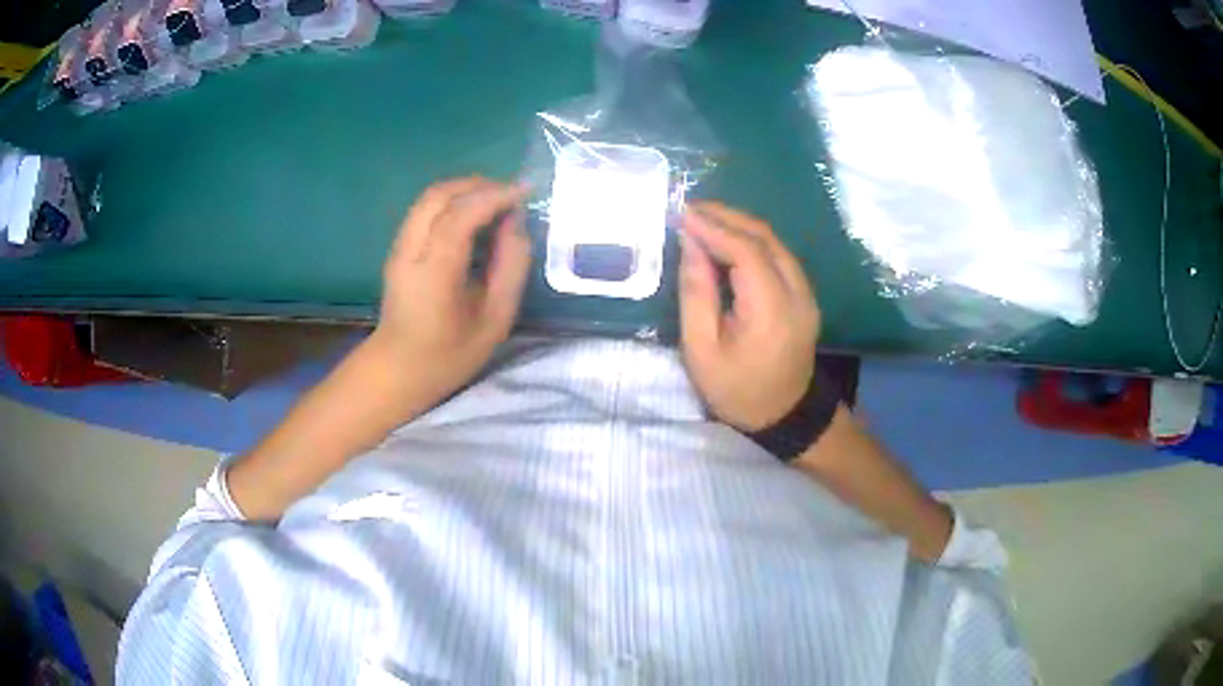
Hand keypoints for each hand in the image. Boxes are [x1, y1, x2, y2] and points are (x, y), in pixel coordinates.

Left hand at [369, 176, 531, 407]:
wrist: (397, 370)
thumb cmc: (449, 355)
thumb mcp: (495, 320)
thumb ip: (511, 268)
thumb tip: (516, 224)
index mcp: (433, 272)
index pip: (461, 215)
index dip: (495, 196)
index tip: (526, 192)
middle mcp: (410, 250)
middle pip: (439, 195)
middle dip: (479, 185)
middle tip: (512, 194)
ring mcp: (399, 247)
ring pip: (430, 197)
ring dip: (465, 190)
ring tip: (497, 201)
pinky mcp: (399, 248)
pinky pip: (426, 209)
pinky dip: (453, 201)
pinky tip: (475, 215)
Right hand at [678, 202, 820, 431]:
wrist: (785, 414)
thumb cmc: (737, 390)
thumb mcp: (702, 350)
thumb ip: (696, 294)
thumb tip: (690, 244)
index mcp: (772, 310)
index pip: (745, 252)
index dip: (713, 228)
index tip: (681, 214)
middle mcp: (797, 293)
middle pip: (764, 238)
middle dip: (726, 217)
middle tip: (689, 209)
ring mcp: (806, 292)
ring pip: (774, 242)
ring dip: (738, 224)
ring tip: (703, 218)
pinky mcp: (804, 294)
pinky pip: (778, 255)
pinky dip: (751, 240)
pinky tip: (727, 239)